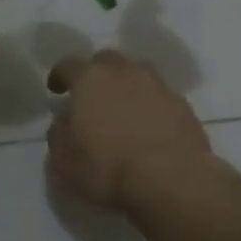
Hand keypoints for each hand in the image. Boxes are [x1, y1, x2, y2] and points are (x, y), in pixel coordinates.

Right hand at [46, 49, 211, 209]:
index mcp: (90, 79)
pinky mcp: (183, 105)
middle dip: (96, 73)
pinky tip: (149, 126)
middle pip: (107, 60)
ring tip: (123, 107)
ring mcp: (158, 86)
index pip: (69, 65)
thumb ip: (59, 133)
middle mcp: (125, 72)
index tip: (56, 89)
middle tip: (92, 95)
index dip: (60, 75)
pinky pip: (160, 96)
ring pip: (138, 73)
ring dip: (127, 85)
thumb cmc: (107, 168)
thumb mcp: (63, 159)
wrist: (170, 180)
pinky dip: (151, 105)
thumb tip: (65, 121)